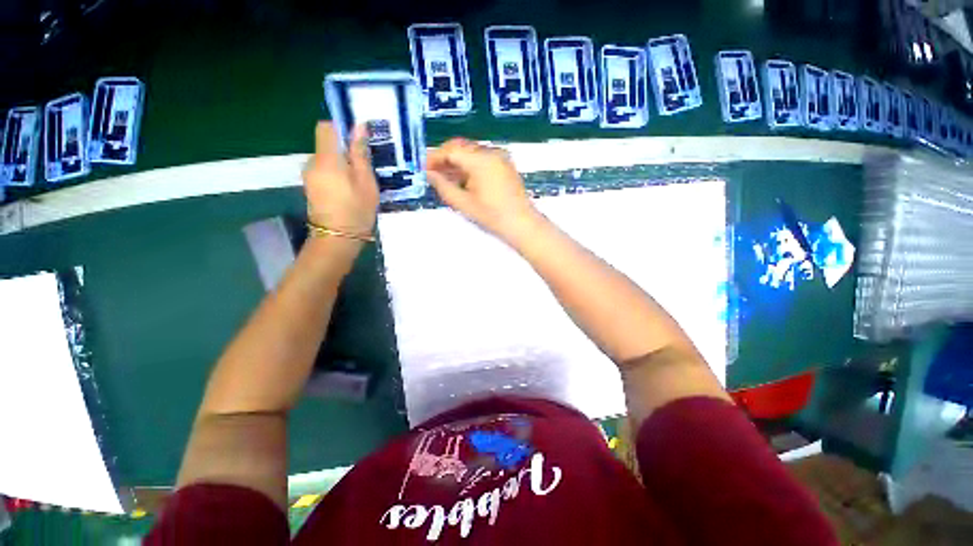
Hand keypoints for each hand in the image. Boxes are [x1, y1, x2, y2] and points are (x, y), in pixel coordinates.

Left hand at [303, 122, 378, 236]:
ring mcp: (309, 175)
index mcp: (327, 159)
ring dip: (342, 164)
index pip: (326, 127)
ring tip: (359, 182)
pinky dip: (336, 174)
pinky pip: (324, 171)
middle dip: (345, 151)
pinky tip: (349, 190)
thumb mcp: (366, 182)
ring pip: (326, 159)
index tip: (358, 142)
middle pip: (327, 144)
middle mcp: (312, 163)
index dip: (341, 129)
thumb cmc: (356, 210)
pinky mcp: (311, 186)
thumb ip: (360, 154)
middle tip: (365, 167)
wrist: (337, 239)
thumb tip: (359, 127)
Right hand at [427, 138, 540, 242]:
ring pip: (471, 153)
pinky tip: (462, 180)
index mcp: (480, 160)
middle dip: (444, 158)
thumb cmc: (492, 216)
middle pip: (461, 147)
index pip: (451, 150)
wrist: (522, 224)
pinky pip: (481, 159)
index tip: (423, 168)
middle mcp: (491, 152)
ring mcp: (500, 157)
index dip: (434, 157)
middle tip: (432, 173)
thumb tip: (430, 174)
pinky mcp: (504, 164)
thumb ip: (443, 186)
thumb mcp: (463, 203)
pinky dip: (469, 166)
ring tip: (445, 179)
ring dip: (456, 162)